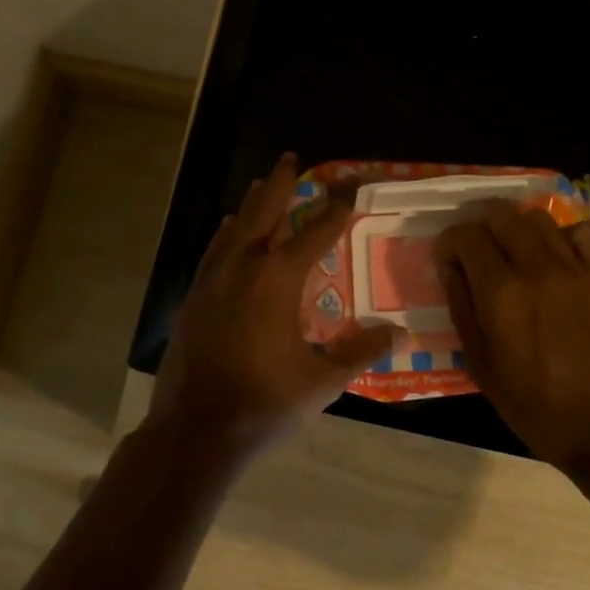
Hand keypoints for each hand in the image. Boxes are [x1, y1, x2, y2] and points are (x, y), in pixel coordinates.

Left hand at [147, 155, 398, 458]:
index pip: (315, 232)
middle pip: (264, 213)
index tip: (349, 186)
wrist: (196, 430)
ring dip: (251, 205)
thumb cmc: (265, 402)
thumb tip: (398, 332)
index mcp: (278, 280)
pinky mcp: (191, 300)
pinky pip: (213, 254)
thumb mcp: (323, 380)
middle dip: (281, 184)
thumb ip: (361, 351)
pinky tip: (227, 233)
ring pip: (234, 229)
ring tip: (261, 186)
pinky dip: (225, 236)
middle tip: (291, 159)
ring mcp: (211, 282)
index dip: (335, 208)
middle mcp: (243, 268)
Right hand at [434, 197, 589, 472]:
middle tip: (473, 244)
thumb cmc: (533, 405)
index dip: (449, 241)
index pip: (466, 236)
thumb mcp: (480, 364)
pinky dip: (560, 233)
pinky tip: (552, 253)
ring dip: (516, 223)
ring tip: (509, 246)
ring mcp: (576, 269)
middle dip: (479, 221)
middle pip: (502, 214)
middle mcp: (537, 268)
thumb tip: (449, 267)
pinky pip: (582, 233)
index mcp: (502, 293)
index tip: (446, 259)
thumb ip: (461, 307)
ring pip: (540, 217)